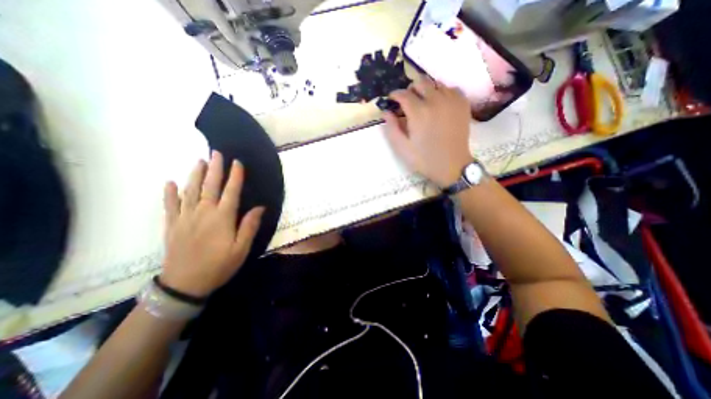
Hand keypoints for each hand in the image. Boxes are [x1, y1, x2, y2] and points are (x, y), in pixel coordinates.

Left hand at [159, 149, 265, 294]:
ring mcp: (185, 218)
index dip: (235, 176)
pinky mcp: (172, 225)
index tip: (237, 162)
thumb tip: (260, 207)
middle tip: (216, 153)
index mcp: (222, 218)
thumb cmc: (219, 265)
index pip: (231, 192)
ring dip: (195, 175)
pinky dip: (170, 193)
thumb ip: (249, 226)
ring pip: (190, 191)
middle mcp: (203, 213)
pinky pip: (170, 205)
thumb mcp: (241, 249)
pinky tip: (171, 182)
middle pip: (210, 186)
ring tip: (199, 161)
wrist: (185, 284)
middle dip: (215, 169)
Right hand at [380, 79, 473, 189]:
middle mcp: (435, 101)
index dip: (395, 95)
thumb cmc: (424, 159)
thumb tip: (386, 112)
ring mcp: (451, 101)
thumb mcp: (402, 148)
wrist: (451, 166)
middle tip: (408, 102)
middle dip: (410, 90)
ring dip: (426, 90)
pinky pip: (451, 89)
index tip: (392, 100)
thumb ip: (391, 128)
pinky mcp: (463, 104)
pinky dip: (443, 92)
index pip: (403, 94)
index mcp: (418, 112)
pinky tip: (440, 104)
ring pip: (436, 83)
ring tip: (423, 103)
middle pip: (420, 82)